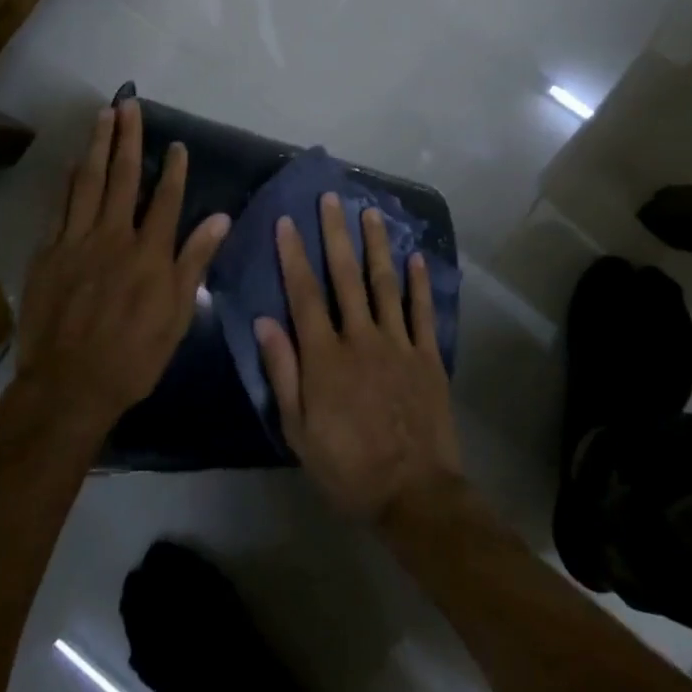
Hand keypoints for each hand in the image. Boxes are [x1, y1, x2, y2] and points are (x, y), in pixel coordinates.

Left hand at [16, 99, 231, 437]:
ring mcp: (77, 241)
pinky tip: (75, 162)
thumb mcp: (177, 315)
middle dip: (128, 137)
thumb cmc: (133, 356)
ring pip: (88, 182)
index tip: (177, 144)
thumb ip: (194, 261)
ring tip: (103, 115)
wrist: (68, 385)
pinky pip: (61, 206)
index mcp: (149, 253)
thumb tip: (221, 218)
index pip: (166, 198)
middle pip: (123, 176)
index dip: (173, 168)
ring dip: (97, 145)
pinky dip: (70, 181)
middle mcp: (113, 236)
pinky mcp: (49, 253)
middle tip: (130, 102)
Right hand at [254, 194, 462, 523]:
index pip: (304, 294)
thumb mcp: (298, 430)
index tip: (287, 222)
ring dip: (376, 245)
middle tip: (331, 197)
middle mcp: (361, 338)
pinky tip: (415, 257)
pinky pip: (422, 312)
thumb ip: (282, 372)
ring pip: (384, 283)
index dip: (293, 255)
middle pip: (345, 276)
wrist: (412, 493)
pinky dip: (419, 283)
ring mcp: (398, 343)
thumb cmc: (346, 466)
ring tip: (371, 211)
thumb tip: (264, 321)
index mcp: (325, 356)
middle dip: (336, 233)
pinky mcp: (427, 356)